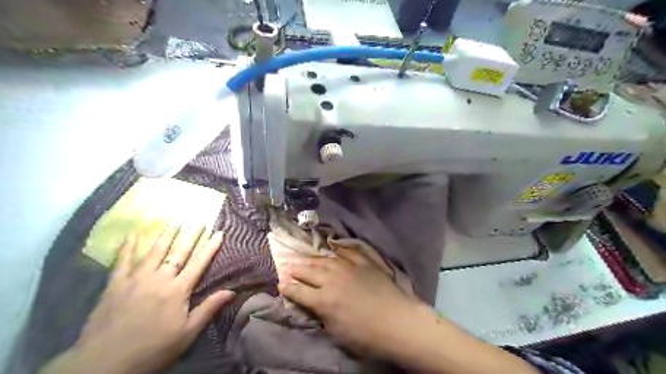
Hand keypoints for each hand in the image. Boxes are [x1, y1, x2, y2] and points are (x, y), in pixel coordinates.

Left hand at [40, 227, 233, 373]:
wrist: (104, 363)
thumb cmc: (153, 349)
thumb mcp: (187, 333)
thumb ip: (208, 309)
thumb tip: (232, 291)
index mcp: (178, 290)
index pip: (199, 263)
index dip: (210, 247)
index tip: (219, 232)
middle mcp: (159, 278)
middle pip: (178, 252)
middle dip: (190, 235)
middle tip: (198, 221)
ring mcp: (136, 279)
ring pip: (154, 251)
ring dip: (166, 235)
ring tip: (174, 222)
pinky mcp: (115, 285)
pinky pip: (123, 261)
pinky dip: (128, 247)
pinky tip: (132, 234)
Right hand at [279, 247, 423, 357]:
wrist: (397, 321)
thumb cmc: (366, 336)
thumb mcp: (336, 332)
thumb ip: (320, 315)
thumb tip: (311, 304)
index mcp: (323, 300)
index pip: (298, 291)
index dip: (287, 288)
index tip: (281, 285)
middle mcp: (332, 280)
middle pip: (308, 271)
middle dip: (295, 269)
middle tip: (287, 267)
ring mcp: (348, 267)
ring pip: (324, 260)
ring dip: (312, 259)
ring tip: (305, 258)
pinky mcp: (364, 262)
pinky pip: (347, 251)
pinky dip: (338, 249)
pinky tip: (332, 246)